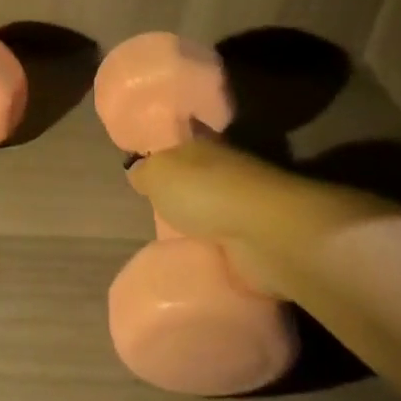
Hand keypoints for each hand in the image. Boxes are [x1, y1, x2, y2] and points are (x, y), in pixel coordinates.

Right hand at [127, 139, 396, 297]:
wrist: (262, 233)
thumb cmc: (204, 191)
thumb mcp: (157, 174)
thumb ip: (144, 173)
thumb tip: (138, 173)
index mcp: (205, 145)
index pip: (183, 141)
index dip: (167, 149)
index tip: (149, 162)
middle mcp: (227, 171)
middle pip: (198, 177)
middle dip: (181, 191)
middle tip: (154, 208)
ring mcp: (245, 208)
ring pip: (213, 212)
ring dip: (200, 224)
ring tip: (171, 240)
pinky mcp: (256, 244)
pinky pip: (227, 246)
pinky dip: (215, 252)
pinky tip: (196, 260)